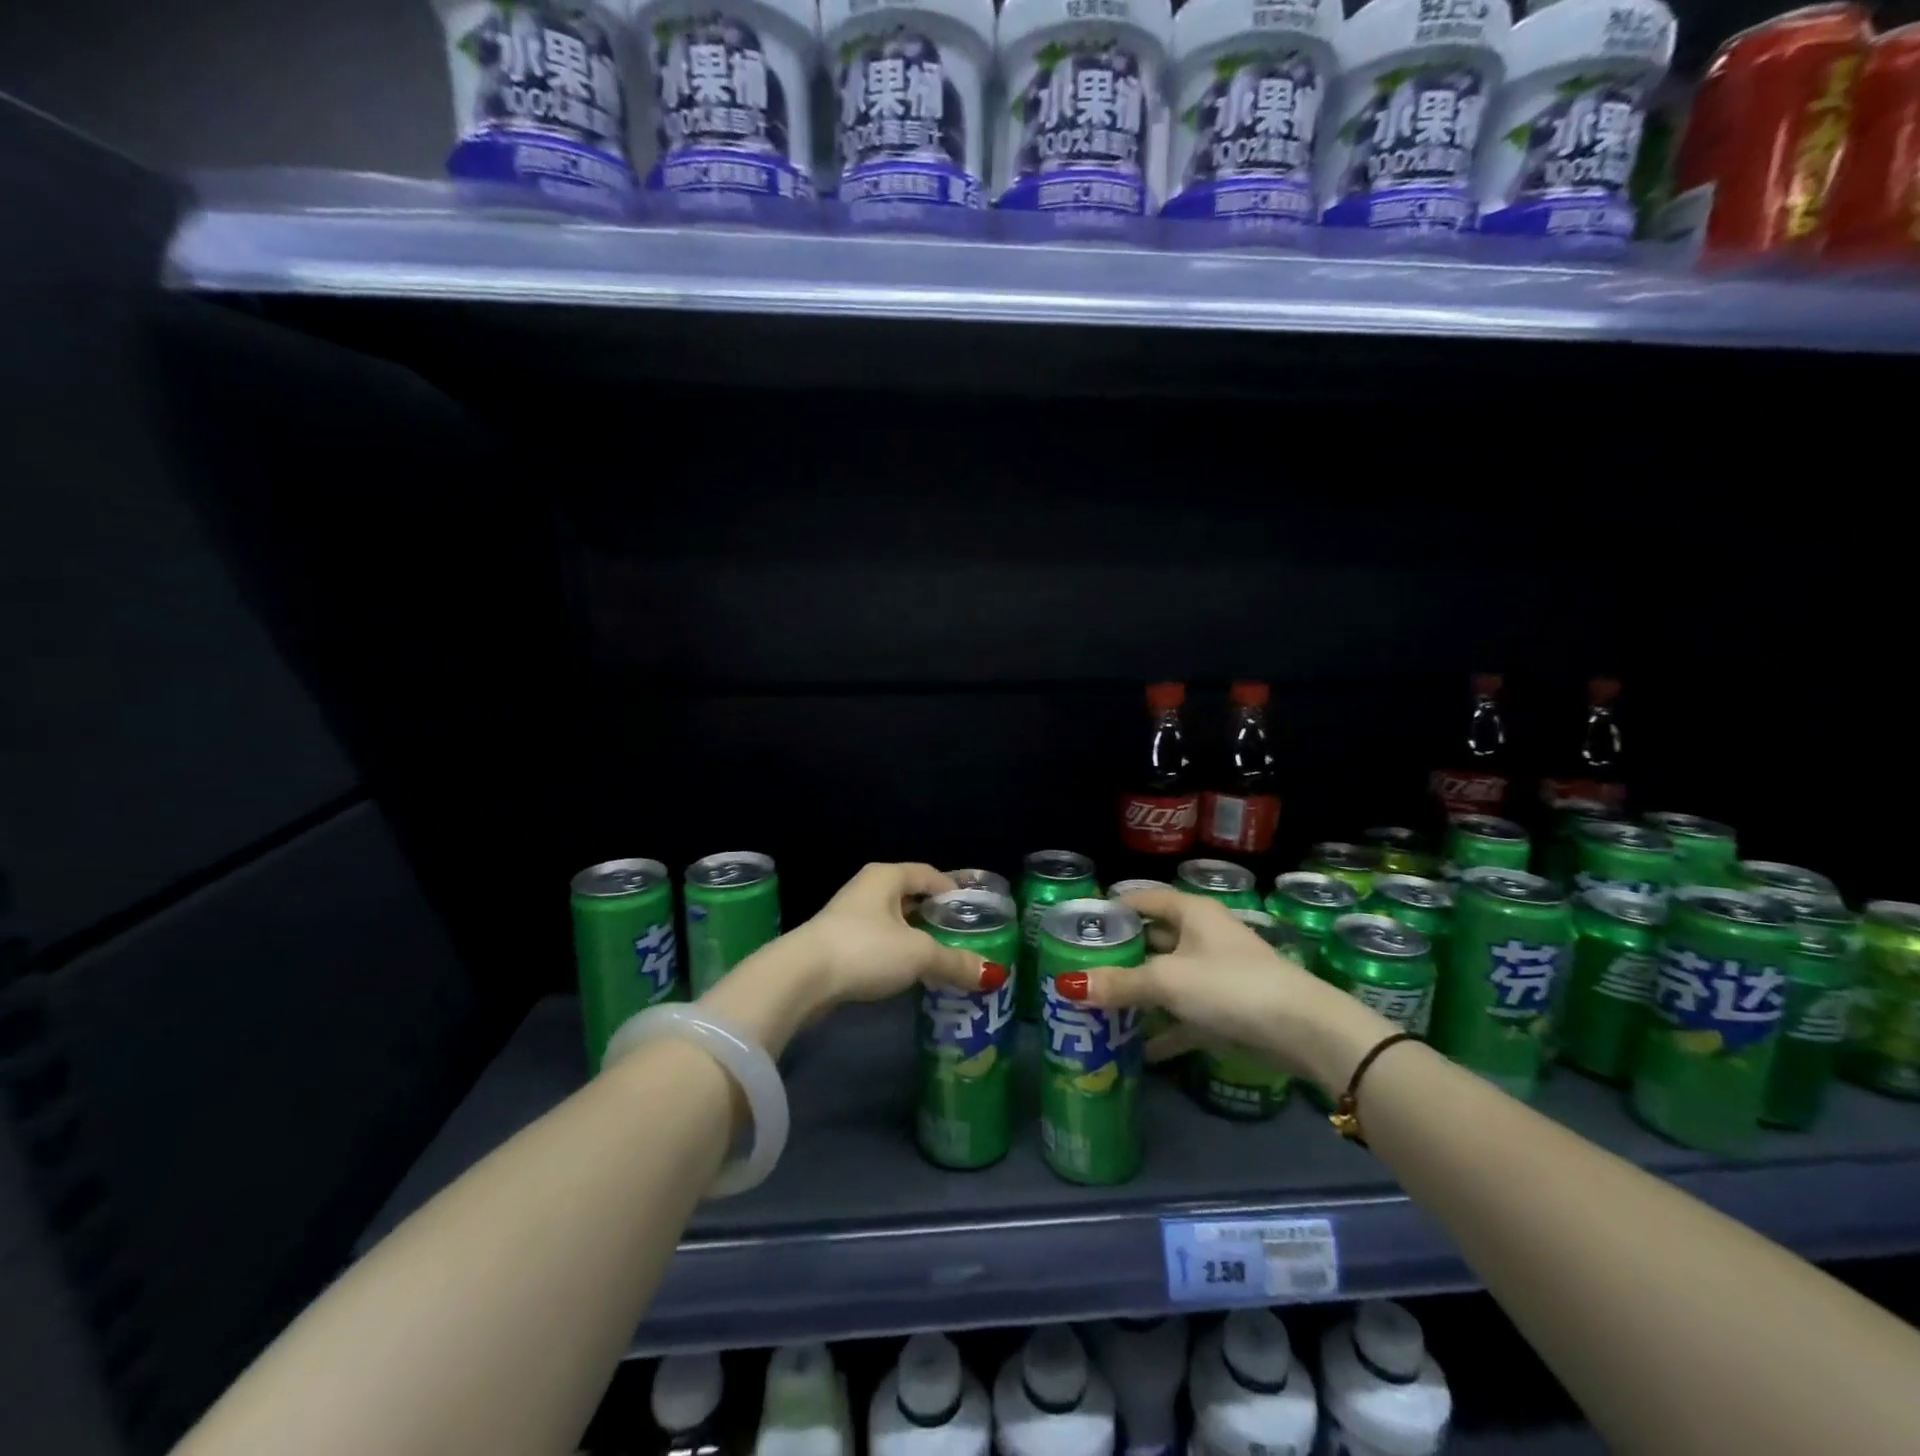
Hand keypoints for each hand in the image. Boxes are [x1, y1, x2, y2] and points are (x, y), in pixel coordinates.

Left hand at [793, 862, 1006, 1008]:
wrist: (800, 979)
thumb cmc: (865, 949)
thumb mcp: (918, 954)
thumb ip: (956, 962)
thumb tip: (994, 975)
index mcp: (886, 877)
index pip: (929, 874)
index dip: (953, 889)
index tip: (975, 911)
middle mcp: (867, 889)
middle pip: (911, 898)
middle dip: (936, 916)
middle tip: (964, 936)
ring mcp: (849, 917)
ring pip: (894, 923)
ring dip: (916, 938)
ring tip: (944, 958)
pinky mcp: (838, 946)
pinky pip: (878, 944)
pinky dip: (897, 955)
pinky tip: (911, 974)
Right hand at [1064, 888, 1390, 1088]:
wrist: (1302, 1031)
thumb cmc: (1229, 985)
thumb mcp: (1167, 981)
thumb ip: (1120, 984)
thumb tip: (1068, 985)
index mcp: (1192, 914)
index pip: (1145, 899)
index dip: (1115, 907)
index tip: (1083, 923)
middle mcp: (1204, 937)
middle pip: (1155, 939)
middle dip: (1122, 954)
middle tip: (1083, 966)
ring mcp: (1218, 974)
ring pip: (1169, 979)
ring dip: (1141, 993)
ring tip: (1101, 1006)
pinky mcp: (1228, 1010)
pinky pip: (1186, 1015)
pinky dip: (1165, 1029)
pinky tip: (1137, 1049)